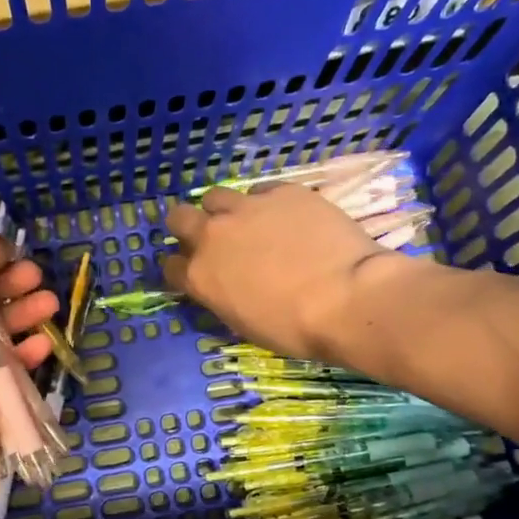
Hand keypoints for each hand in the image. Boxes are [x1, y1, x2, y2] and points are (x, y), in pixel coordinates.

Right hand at [164, 184, 400, 360]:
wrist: (348, 298)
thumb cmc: (295, 328)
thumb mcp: (244, 323)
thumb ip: (222, 296)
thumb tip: (224, 285)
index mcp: (200, 277)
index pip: (170, 266)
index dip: (181, 268)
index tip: (195, 272)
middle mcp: (213, 236)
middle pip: (178, 218)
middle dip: (188, 227)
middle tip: (211, 239)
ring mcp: (246, 208)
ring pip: (215, 196)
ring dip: (225, 210)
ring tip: (248, 222)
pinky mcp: (281, 192)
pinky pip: (261, 190)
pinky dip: (266, 203)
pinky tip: (287, 217)